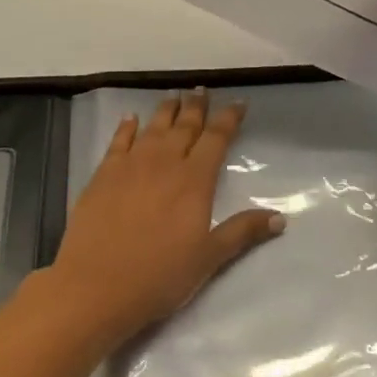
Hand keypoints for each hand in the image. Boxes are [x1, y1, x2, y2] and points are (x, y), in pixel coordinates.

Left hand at [50, 90, 284, 343]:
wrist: (95, 286)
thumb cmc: (158, 275)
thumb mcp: (208, 259)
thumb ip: (243, 233)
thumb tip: (281, 218)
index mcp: (194, 180)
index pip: (216, 138)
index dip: (229, 119)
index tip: (239, 103)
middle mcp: (165, 162)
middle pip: (185, 125)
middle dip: (197, 106)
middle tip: (203, 90)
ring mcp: (131, 164)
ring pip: (154, 127)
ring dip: (167, 110)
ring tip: (175, 96)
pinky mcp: (103, 173)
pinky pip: (119, 140)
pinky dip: (127, 126)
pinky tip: (131, 118)